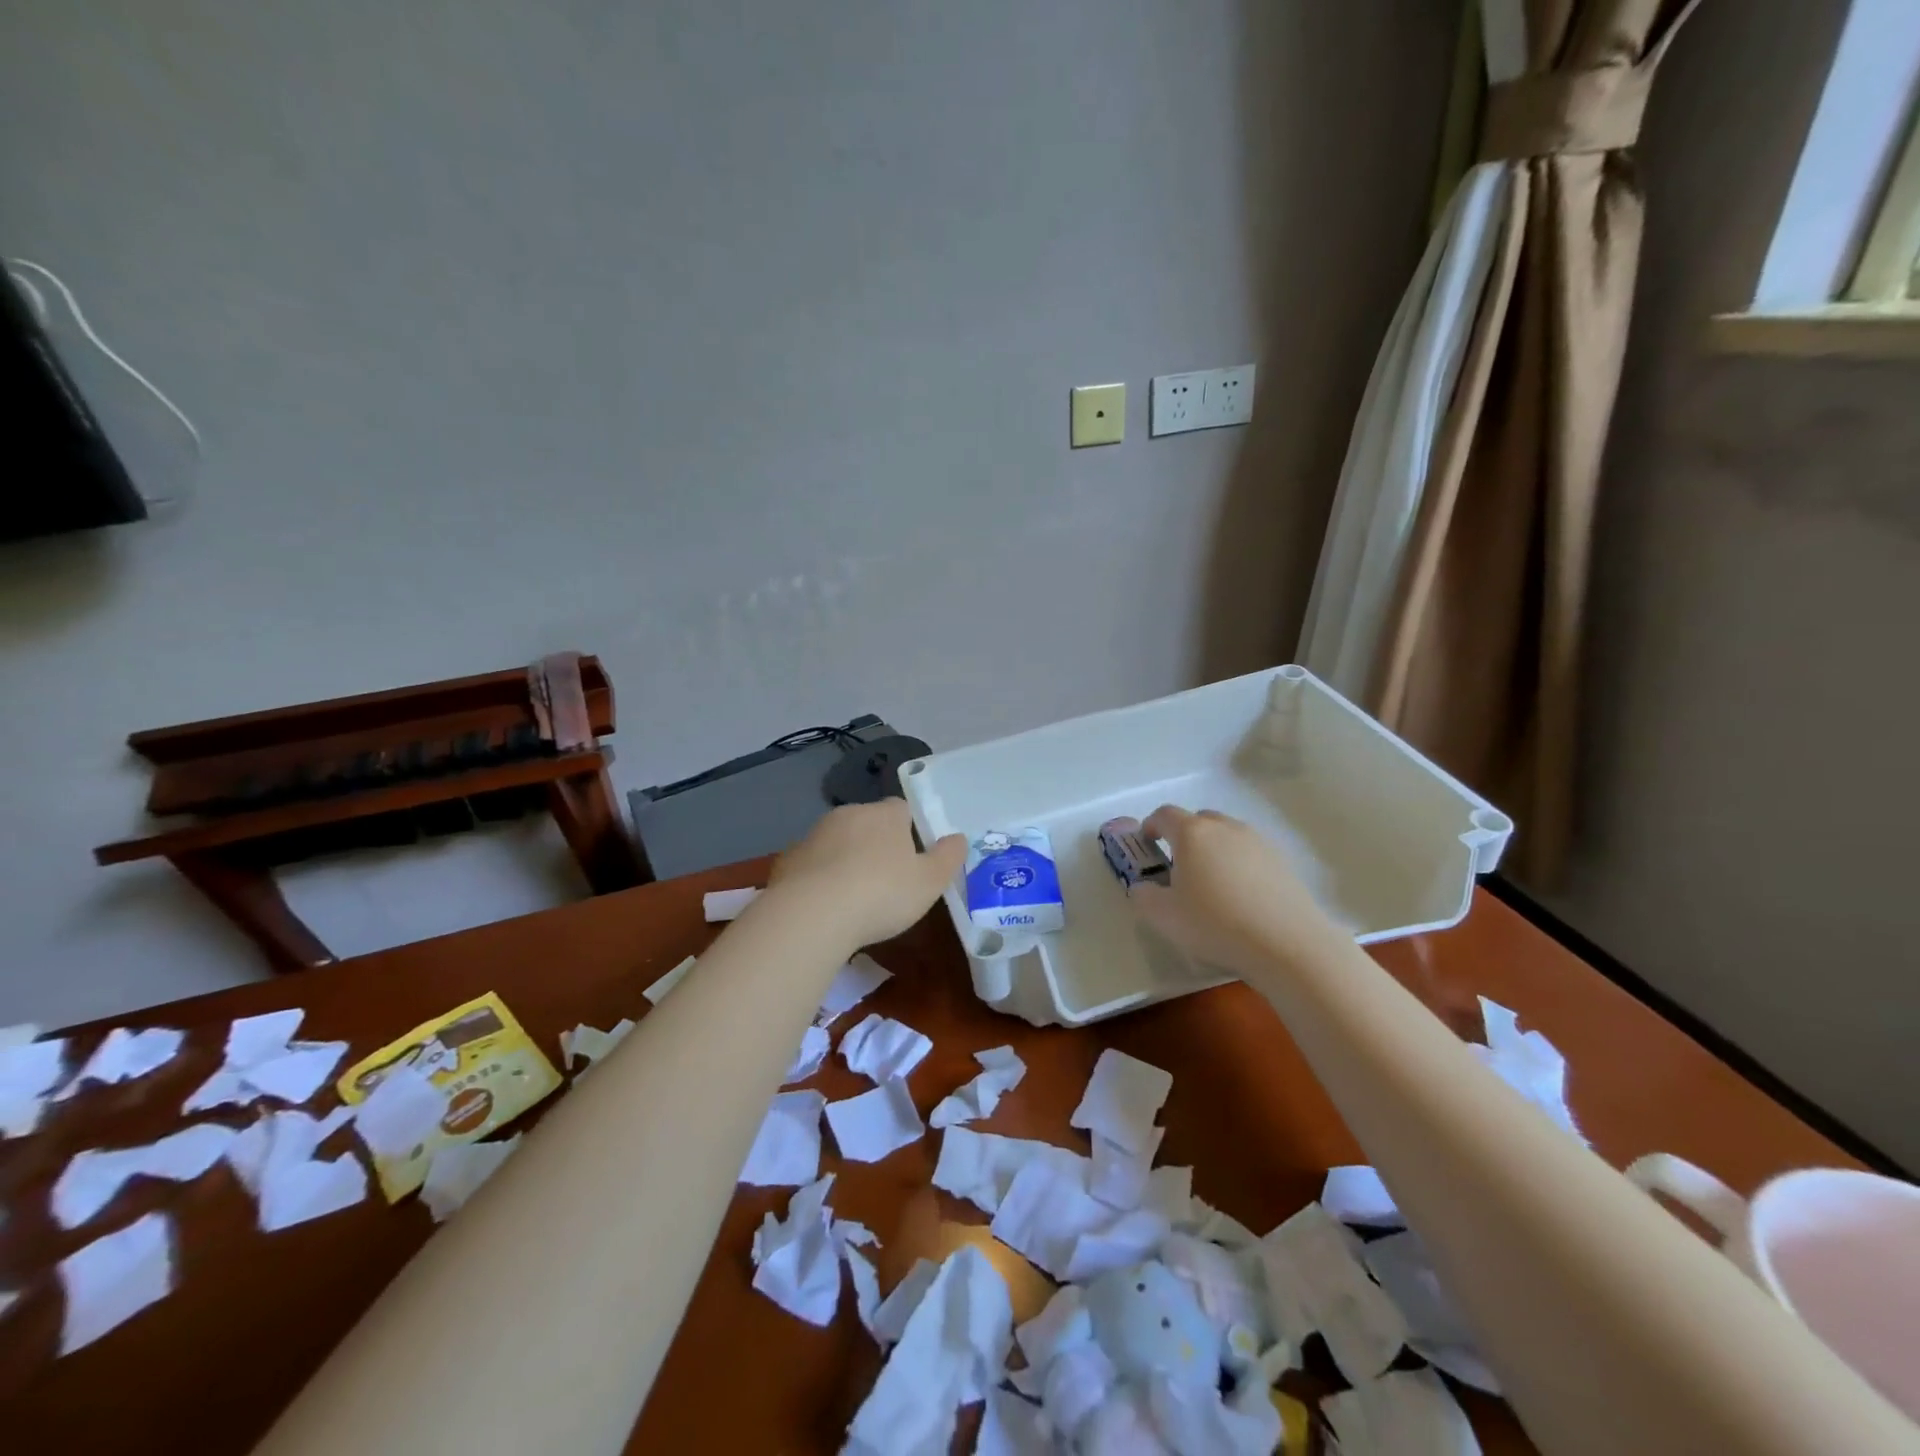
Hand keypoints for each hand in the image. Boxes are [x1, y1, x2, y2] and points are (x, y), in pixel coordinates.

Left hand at [768, 799, 966, 951]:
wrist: (812, 914)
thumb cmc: (882, 894)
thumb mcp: (929, 882)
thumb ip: (948, 857)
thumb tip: (958, 838)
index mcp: (885, 814)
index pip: (901, 809)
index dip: (909, 830)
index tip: (912, 858)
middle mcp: (849, 814)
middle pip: (868, 822)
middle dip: (876, 844)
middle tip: (886, 881)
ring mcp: (814, 835)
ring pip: (838, 841)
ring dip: (846, 859)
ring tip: (854, 897)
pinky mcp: (789, 859)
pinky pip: (812, 864)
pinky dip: (820, 878)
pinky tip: (825, 906)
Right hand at [1129, 805, 1337, 978]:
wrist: (1286, 944)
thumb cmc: (1214, 923)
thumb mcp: (1163, 916)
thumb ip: (1143, 895)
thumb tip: (1143, 886)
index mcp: (1192, 833)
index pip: (1165, 815)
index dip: (1151, 825)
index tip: (1147, 844)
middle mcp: (1225, 828)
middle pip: (1199, 820)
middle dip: (1184, 836)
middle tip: (1178, 866)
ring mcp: (1258, 842)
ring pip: (1227, 835)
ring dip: (1214, 850)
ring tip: (1212, 883)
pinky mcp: (1282, 862)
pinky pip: (1250, 854)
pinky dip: (1239, 865)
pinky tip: (1241, 897)